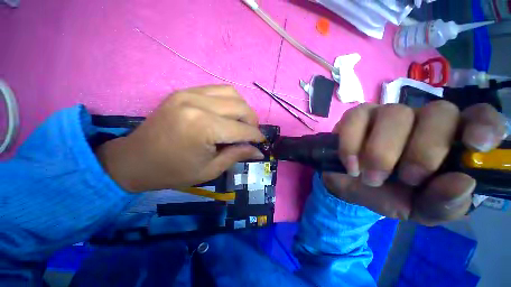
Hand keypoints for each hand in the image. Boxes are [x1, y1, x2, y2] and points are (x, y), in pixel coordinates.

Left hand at [96, 85, 264, 192]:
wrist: (135, 160)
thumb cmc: (173, 171)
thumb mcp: (210, 169)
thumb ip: (237, 155)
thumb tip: (259, 151)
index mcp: (203, 127)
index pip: (242, 129)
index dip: (256, 136)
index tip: (262, 142)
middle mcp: (198, 104)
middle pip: (240, 106)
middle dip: (252, 121)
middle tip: (252, 134)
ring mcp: (190, 93)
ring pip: (232, 93)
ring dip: (243, 109)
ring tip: (241, 123)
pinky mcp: (185, 91)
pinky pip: (217, 90)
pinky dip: (229, 101)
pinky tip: (228, 114)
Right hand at [324, 102, 506, 224]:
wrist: (351, 187)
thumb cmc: (391, 195)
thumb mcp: (421, 209)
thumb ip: (444, 203)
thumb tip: (462, 183)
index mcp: (449, 141)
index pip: (479, 117)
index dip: (484, 124)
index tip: (476, 145)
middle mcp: (421, 120)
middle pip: (438, 112)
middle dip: (423, 150)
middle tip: (406, 179)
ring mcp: (385, 113)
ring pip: (393, 113)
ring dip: (380, 152)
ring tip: (371, 177)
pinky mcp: (356, 116)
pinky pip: (355, 119)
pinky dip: (351, 144)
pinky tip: (351, 164)